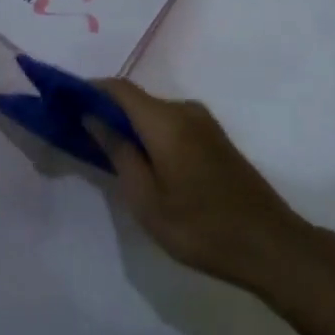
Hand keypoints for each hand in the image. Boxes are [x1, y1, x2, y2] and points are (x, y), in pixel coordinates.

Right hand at [85, 79, 313, 289]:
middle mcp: (184, 110)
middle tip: (77, 134)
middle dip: (104, 110)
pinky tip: (139, 160)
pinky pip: (170, 124)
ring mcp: (203, 123)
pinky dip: (147, 133)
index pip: (117, 88)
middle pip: (135, 99)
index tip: (62, 102)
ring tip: (103, 151)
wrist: (272, 246)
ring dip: (126, 124)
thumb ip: (118, 152)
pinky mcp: (214, 139)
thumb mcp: (146, 198)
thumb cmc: (201, 227)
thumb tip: (92, 117)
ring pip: (152, 112)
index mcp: (165, 120)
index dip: (88, 89)